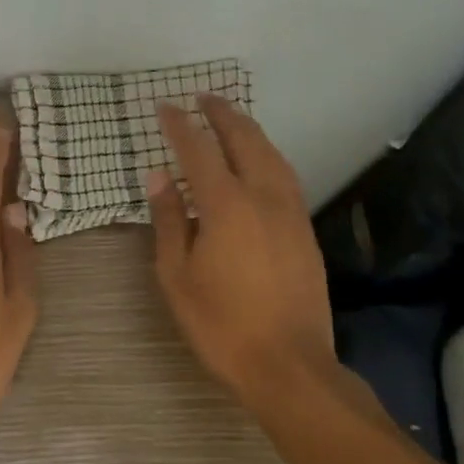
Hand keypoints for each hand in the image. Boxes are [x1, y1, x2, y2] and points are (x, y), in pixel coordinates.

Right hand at [148, 95, 334, 408]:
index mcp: (227, 205)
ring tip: (231, 118)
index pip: (198, 150)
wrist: (289, 366)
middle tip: (203, 98)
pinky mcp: (305, 229)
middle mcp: (263, 196)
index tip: (164, 106)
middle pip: (244, 140)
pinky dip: (267, 154)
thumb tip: (158, 176)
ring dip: (249, 129)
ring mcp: (290, 211)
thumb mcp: (177, 275)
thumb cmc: (221, 324)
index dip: (180, 125)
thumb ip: (169, 220)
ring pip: (271, 154)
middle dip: (222, 114)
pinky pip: (285, 174)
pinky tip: (260, 161)